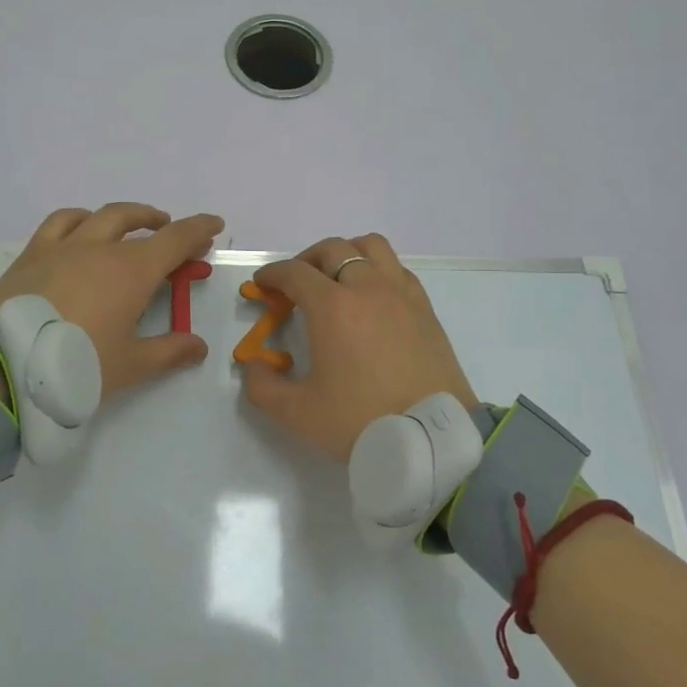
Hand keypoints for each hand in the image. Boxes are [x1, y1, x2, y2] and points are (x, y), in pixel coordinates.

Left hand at [0, 203, 224, 400]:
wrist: (4, 366)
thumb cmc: (76, 366)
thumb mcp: (130, 366)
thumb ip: (168, 352)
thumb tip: (199, 346)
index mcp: (132, 272)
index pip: (175, 239)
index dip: (199, 229)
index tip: (214, 224)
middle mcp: (100, 248)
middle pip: (137, 221)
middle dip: (161, 223)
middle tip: (172, 233)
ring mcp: (62, 247)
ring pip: (98, 216)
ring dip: (123, 216)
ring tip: (129, 225)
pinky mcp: (31, 255)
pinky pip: (59, 222)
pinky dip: (78, 219)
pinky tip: (79, 230)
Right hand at [241, 234, 478, 463]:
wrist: (431, 440)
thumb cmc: (361, 421)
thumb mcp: (297, 413)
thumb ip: (263, 387)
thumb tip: (254, 366)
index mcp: (332, 306)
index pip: (295, 273)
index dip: (273, 274)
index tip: (262, 285)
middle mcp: (367, 288)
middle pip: (333, 250)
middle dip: (306, 260)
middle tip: (295, 284)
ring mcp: (401, 294)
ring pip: (371, 247)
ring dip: (346, 254)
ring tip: (337, 279)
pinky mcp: (425, 308)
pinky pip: (397, 269)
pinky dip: (377, 270)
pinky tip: (372, 297)